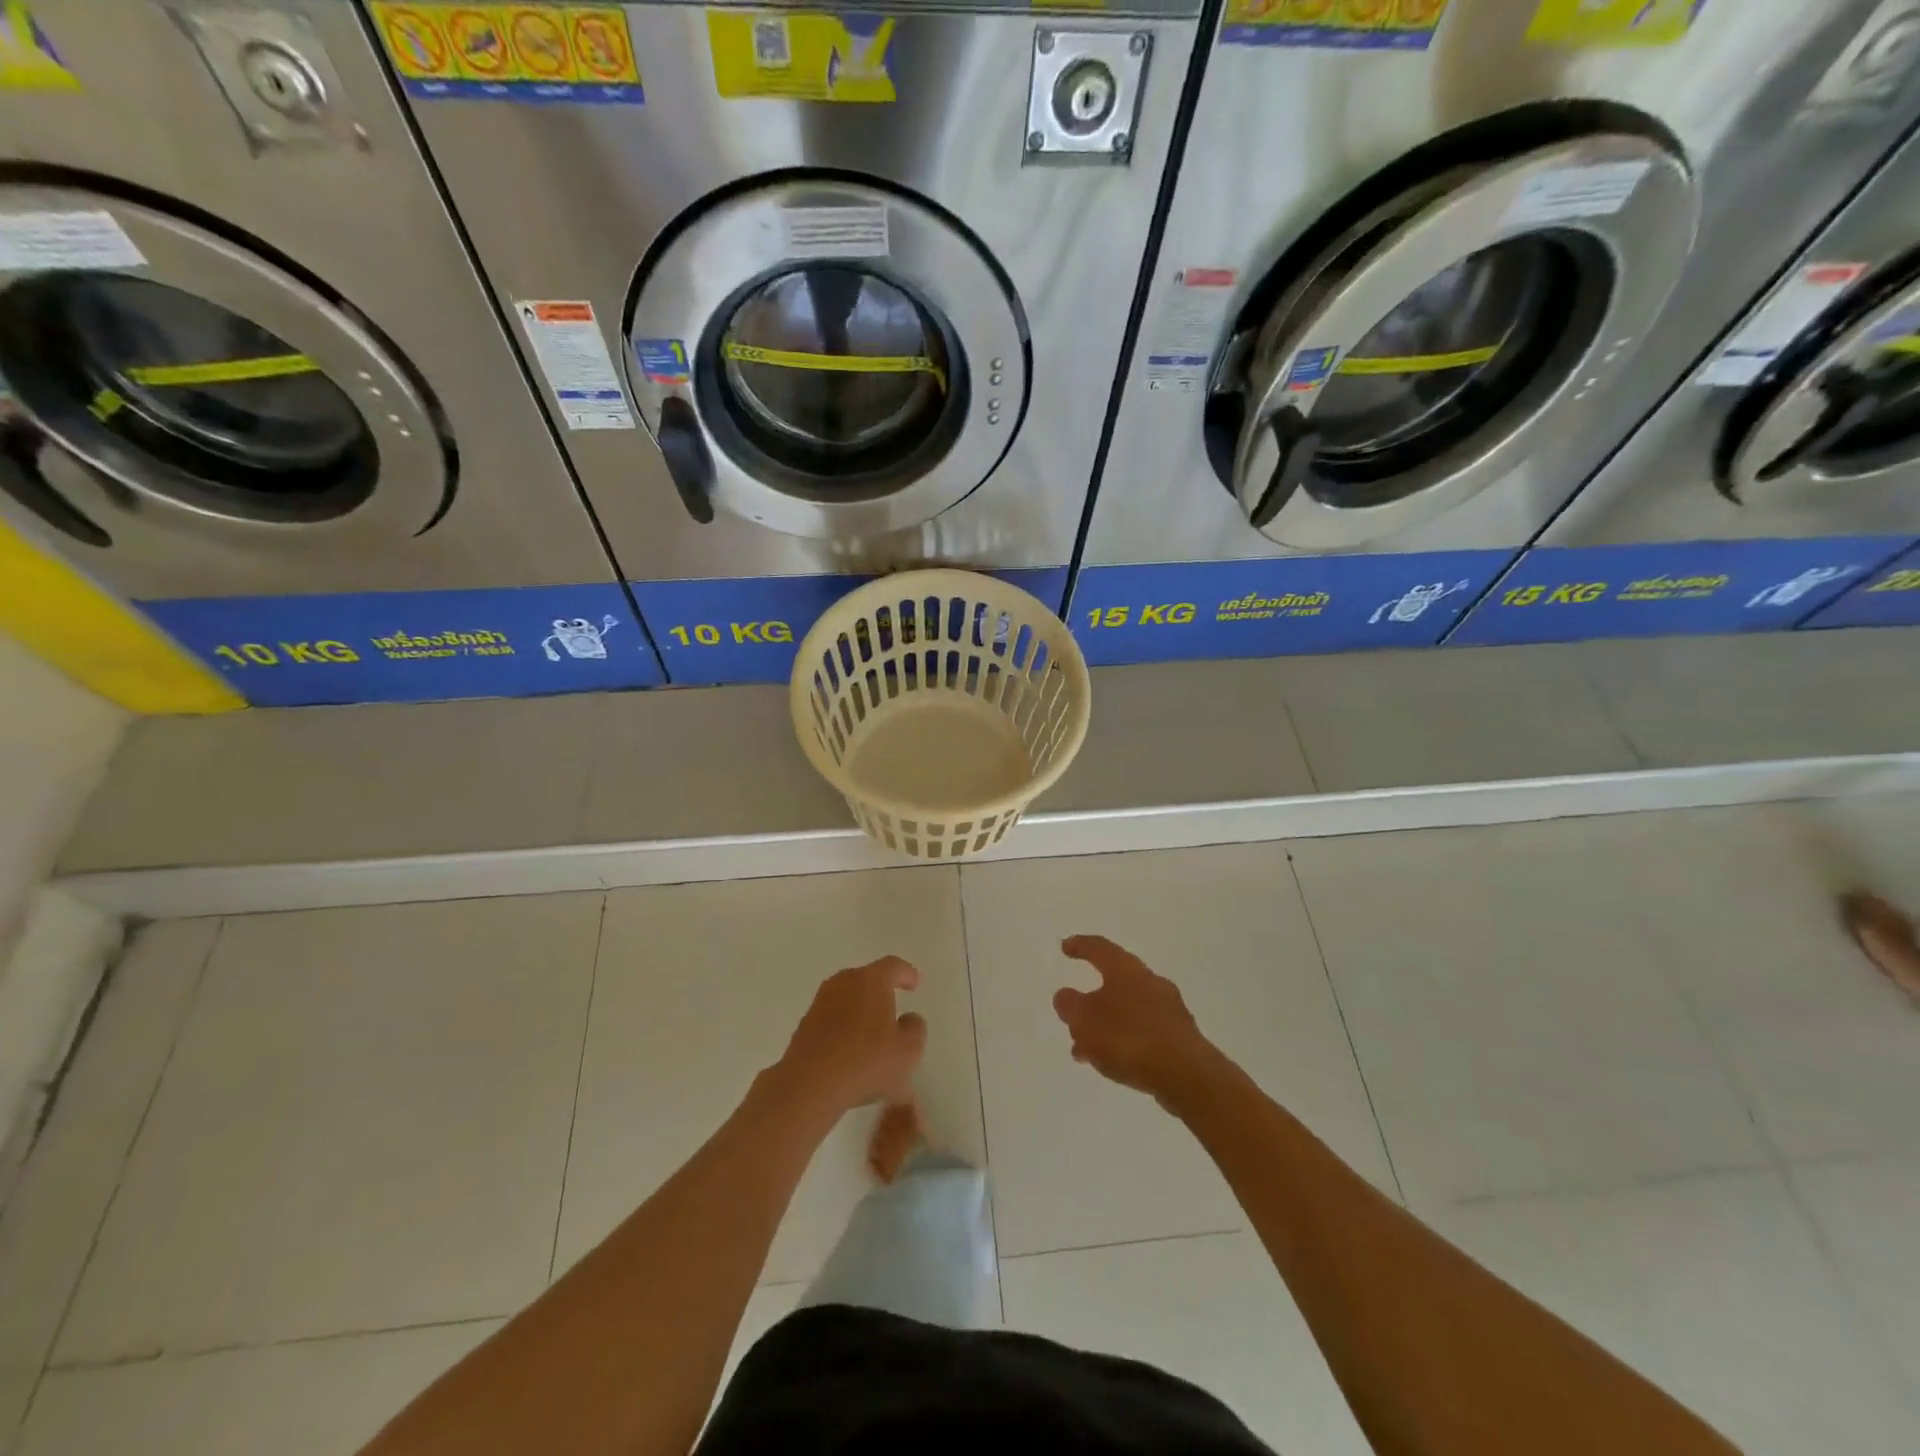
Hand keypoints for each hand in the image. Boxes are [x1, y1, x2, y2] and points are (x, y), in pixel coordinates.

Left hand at [772, 957, 927, 1118]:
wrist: (810, 1085)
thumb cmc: (866, 1061)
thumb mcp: (907, 1051)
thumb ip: (915, 1029)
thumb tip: (908, 1019)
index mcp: (871, 980)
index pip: (892, 965)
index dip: (906, 973)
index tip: (914, 984)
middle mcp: (843, 982)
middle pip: (866, 978)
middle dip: (881, 990)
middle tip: (893, 1006)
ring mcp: (820, 1002)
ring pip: (847, 997)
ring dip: (860, 1008)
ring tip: (871, 1031)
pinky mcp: (805, 1024)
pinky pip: (832, 1016)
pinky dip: (843, 1025)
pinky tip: (850, 1048)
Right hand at [1054, 935, 1225, 1105]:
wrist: (1187, 1076)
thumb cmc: (1129, 1039)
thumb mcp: (1085, 1021)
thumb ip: (1070, 1005)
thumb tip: (1066, 995)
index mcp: (1126, 970)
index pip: (1100, 948)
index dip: (1080, 946)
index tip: (1066, 947)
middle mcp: (1150, 982)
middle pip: (1115, 981)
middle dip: (1092, 998)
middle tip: (1074, 1012)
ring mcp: (1169, 1009)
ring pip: (1128, 1010)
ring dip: (1105, 1025)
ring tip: (1085, 1049)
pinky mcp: (1179, 1037)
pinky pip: (1143, 1031)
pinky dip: (1123, 1040)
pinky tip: (1112, 1062)